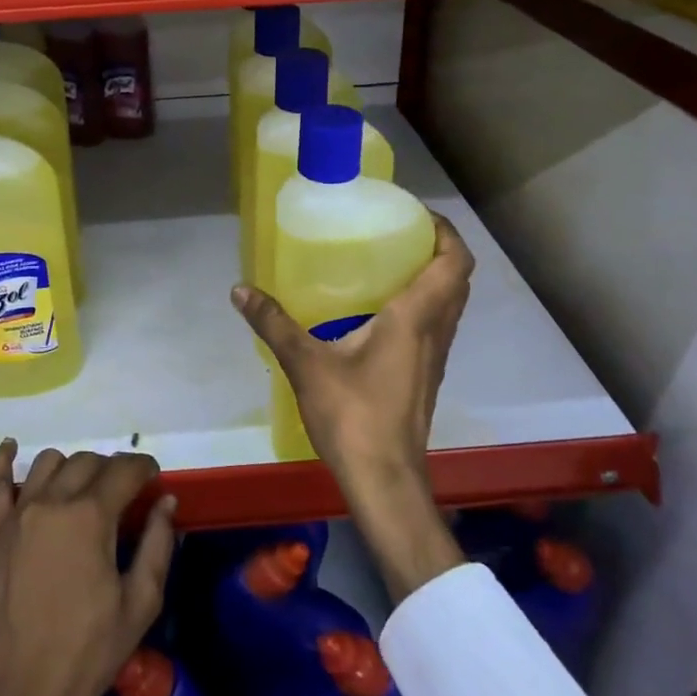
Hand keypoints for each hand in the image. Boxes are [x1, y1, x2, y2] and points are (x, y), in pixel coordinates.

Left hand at [0, 441, 178, 695]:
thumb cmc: (87, 654)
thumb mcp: (139, 605)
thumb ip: (157, 545)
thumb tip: (166, 502)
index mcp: (91, 517)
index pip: (124, 470)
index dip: (144, 468)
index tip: (155, 479)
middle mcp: (53, 502)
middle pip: (89, 462)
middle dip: (113, 470)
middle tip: (126, 495)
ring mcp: (19, 514)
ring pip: (50, 463)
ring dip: (73, 467)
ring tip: (86, 489)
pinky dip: (2, 460)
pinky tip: (11, 447)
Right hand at [233, 211, 474, 601]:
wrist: (384, 480)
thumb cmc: (354, 416)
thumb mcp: (306, 364)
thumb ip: (274, 323)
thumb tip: (240, 289)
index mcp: (416, 318)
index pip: (453, 262)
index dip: (444, 231)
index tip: (415, 214)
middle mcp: (435, 332)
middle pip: (456, 279)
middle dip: (436, 249)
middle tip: (397, 234)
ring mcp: (434, 358)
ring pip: (449, 305)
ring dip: (432, 278)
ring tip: (387, 264)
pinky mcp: (425, 377)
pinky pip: (435, 327)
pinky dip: (421, 306)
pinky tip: (378, 313)